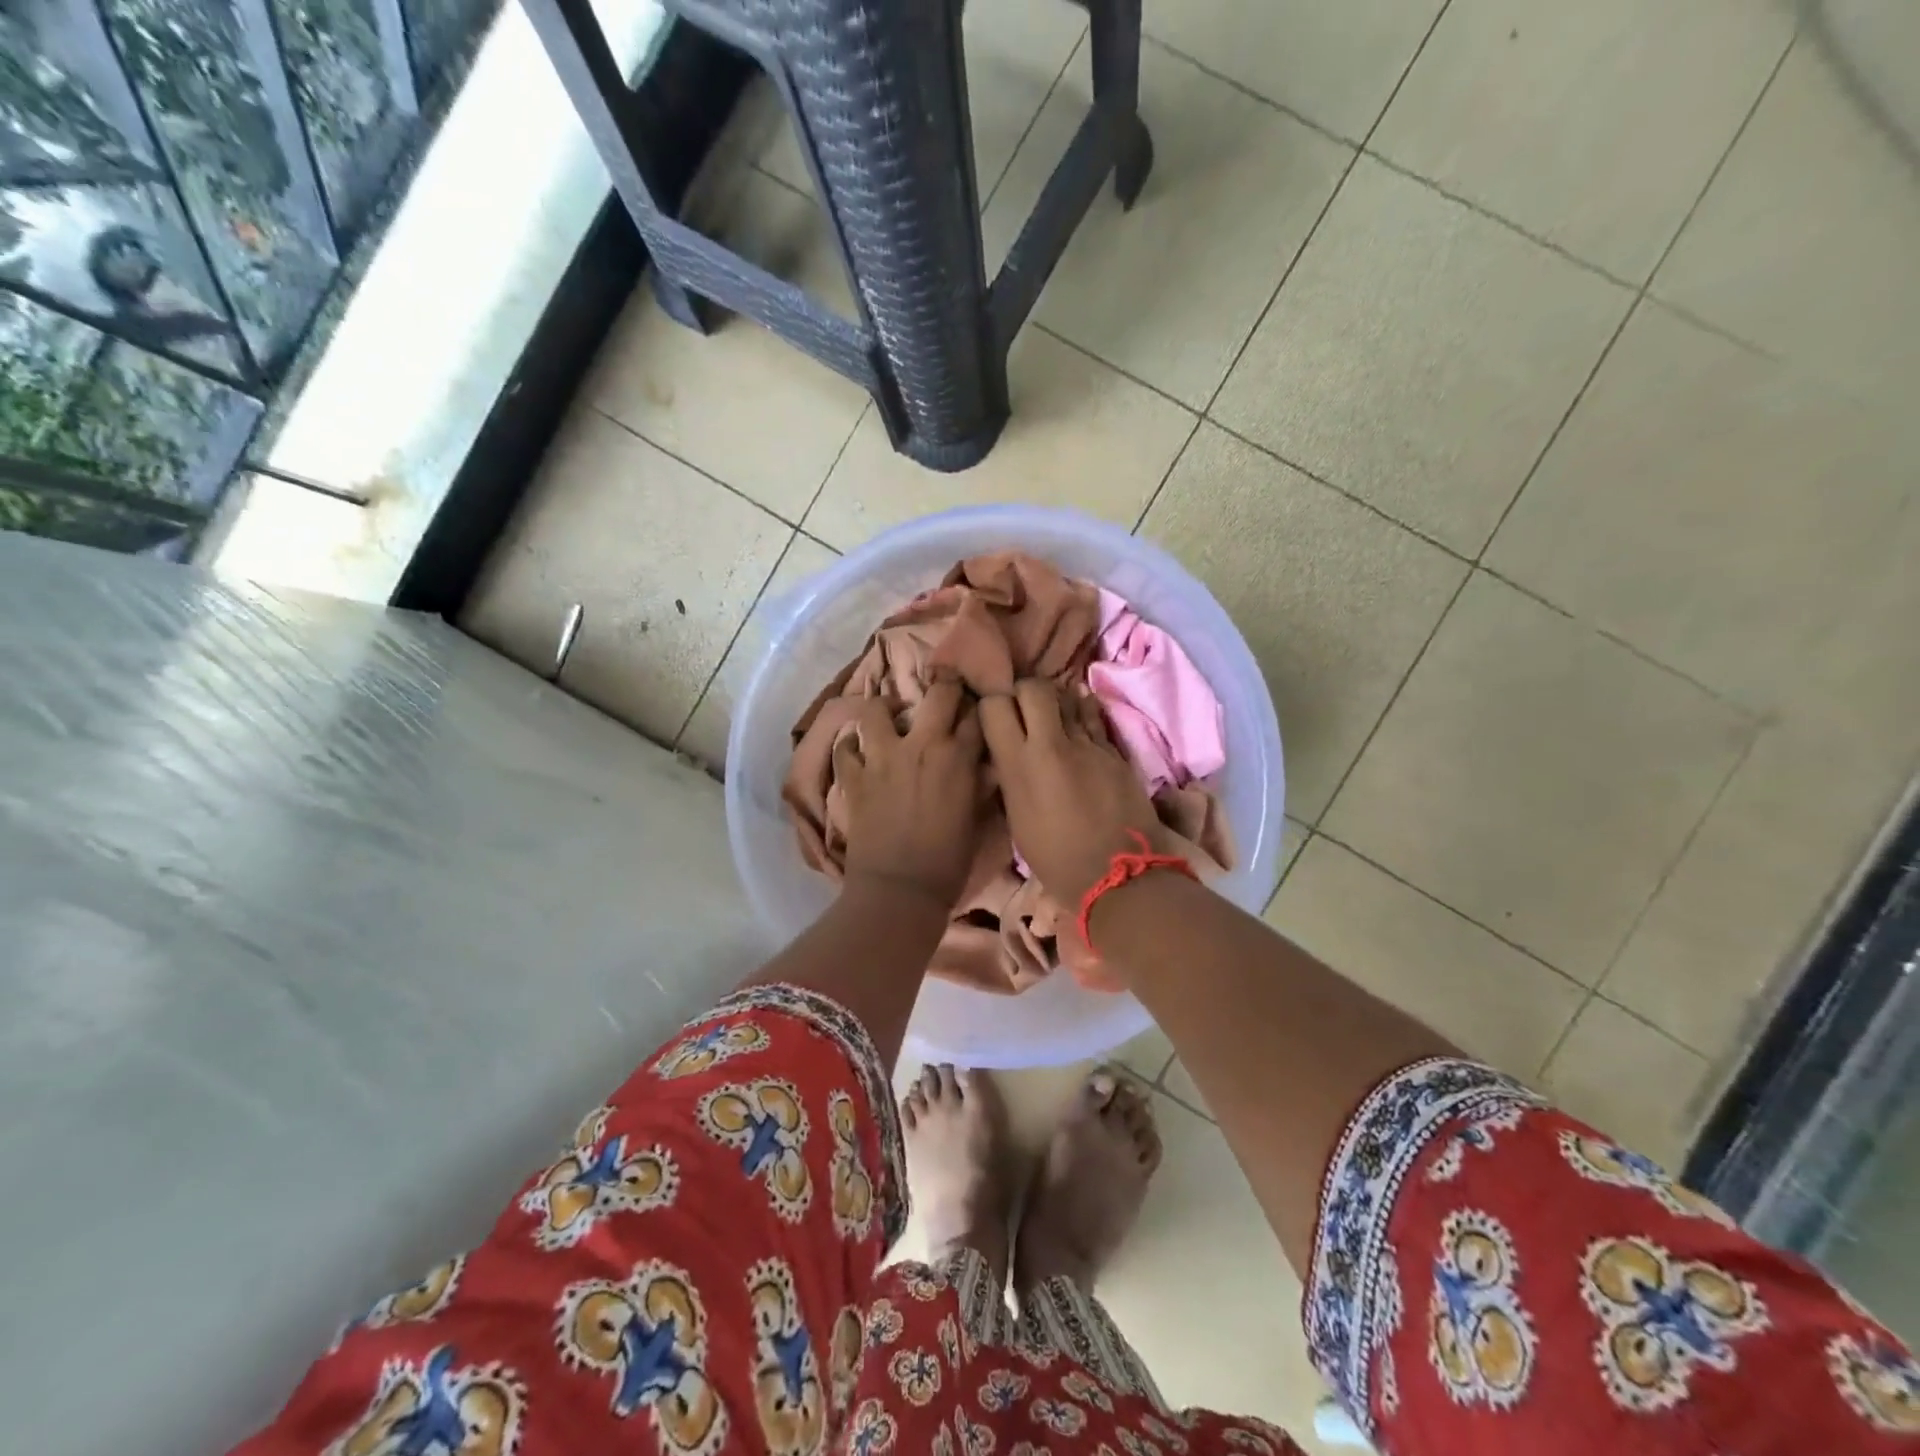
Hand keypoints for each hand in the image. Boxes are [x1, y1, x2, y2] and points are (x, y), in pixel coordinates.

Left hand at [835, 677, 984, 906]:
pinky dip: (851, 747)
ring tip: (890, 719)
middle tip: (942, 695)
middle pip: (938, 693)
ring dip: (885, 710)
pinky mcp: (854, 777)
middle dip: (944, 687)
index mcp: (959, 758)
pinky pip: (845, 749)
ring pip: (877, 710)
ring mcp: (882, 758)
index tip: (977, 708)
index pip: (976, 715)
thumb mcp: (977, 820)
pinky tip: (858, 751)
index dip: (978, 708)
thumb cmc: (948, 863)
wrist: (900, 892)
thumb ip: (980, 784)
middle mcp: (922, 745)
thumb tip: (983, 765)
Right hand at [979, 679, 1163, 905]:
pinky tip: (1080, 716)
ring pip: (1068, 696)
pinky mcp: (1114, 750)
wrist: (1116, 875)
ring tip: (1055, 714)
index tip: (995, 713)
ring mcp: (1087, 744)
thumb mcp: (1017, 817)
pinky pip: (1094, 717)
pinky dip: (1084, 712)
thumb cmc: (1056, 858)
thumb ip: (1011, 775)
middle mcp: (1050, 744)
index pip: (994, 705)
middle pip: (1033, 687)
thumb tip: (1010, 752)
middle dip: (1025, 691)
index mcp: (1017, 765)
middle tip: (1025, 708)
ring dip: (1057, 701)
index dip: (993, 703)